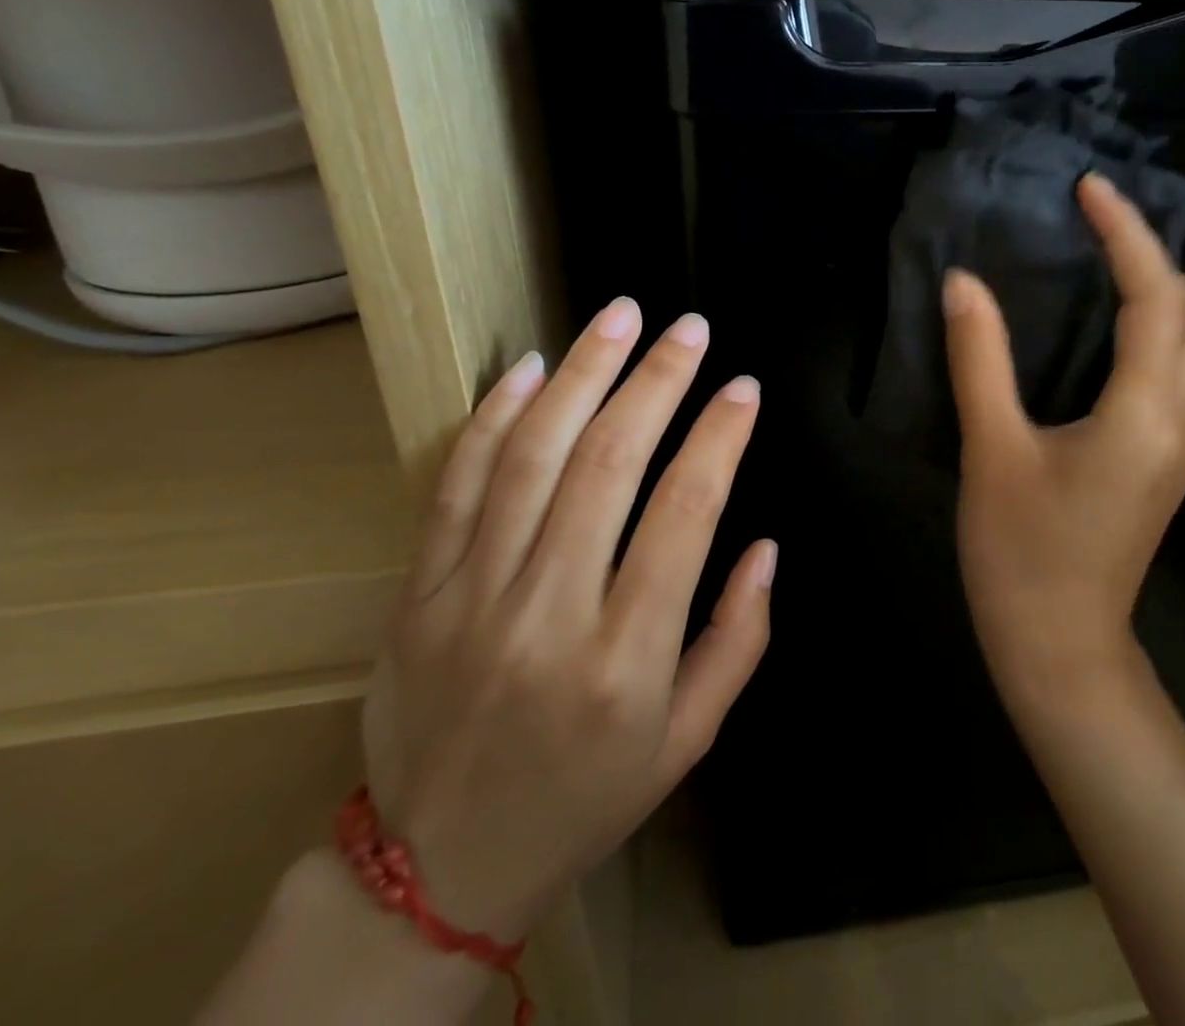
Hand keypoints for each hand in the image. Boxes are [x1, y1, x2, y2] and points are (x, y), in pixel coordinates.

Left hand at [361, 299, 776, 941]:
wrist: (439, 868)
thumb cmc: (587, 797)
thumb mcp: (688, 740)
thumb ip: (739, 639)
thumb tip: (765, 547)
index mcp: (625, 659)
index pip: (684, 514)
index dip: (719, 438)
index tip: (743, 388)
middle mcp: (549, 615)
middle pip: (608, 465)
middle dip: (656, 382)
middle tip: (689, 328)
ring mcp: (472, 598)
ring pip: (531, 457)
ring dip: (583, 375)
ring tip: (620, 317)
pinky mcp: (419, 592)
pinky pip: (457, 485)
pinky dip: (494, 417)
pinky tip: (531, 367)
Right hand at [942, 171, 1184, 695]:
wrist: (1060, 647)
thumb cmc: (1021, 553)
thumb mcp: (993, 451)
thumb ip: (980, 360)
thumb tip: (963, 283)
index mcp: (1147, 414)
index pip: (1156, 298)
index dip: (1126, 234)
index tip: (1088, 190)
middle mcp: (1183, 420)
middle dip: (1158, 257)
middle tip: (1094, 230)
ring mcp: (1183, 442)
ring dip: (1161, 290)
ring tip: (1097, 262)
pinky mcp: (1166, 457)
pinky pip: (1178, 369)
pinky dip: (1152, 327)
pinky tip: (1099, 327)